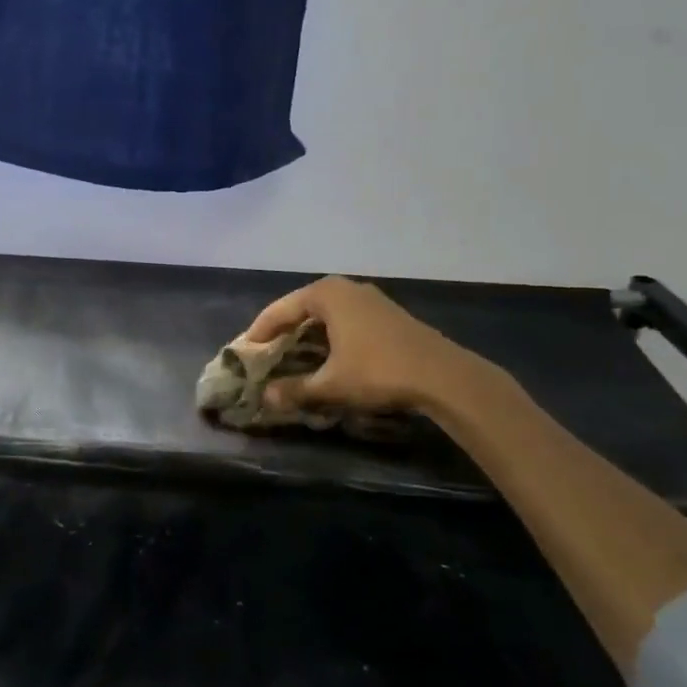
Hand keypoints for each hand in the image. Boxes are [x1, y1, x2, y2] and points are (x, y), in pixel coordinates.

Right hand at [245, 276, 490, 414]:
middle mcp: (346, 288)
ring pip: (326, 313)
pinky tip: (328, 354)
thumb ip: (295, 389)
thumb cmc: (378, 371)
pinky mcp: (387, 313)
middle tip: (265, 352)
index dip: (260, 330)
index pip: (280, 309)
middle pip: (302, 306)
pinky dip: (330, 334)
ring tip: (292, 354)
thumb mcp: (331, 385)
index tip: (244, 348)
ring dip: (307, 332)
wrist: (442, 375)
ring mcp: (370, 298)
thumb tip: (266, 398)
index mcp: (326, 294)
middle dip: (283, 330)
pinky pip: (346, 318)